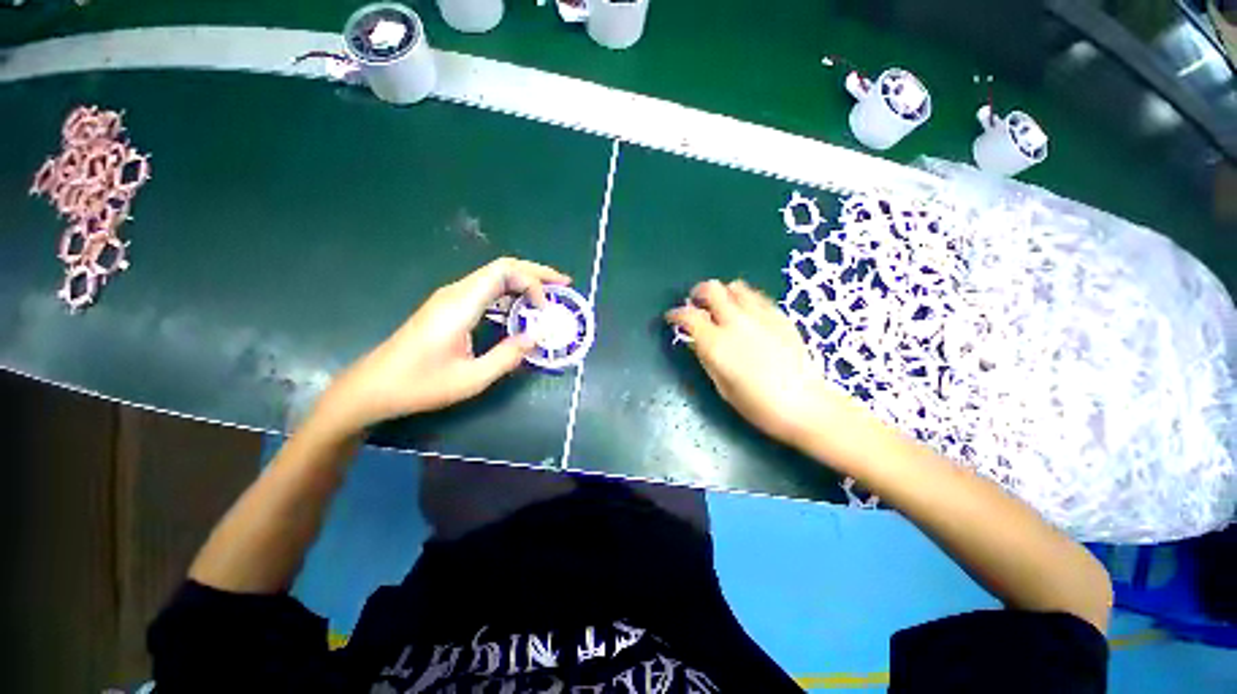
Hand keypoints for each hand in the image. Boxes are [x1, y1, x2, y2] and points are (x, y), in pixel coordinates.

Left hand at [316, 258, 570, 435]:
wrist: (373, 386)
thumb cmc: (421, 384)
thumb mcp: (472, 378)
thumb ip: (508, 356)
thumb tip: (537, 337)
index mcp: (460, 304)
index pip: (503, 272)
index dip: (531, 283)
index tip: (544, 309)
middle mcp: (456, 292)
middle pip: (502, 267)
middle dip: (536, 273)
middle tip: (563, 283)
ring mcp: (450, 297)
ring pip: (494, 276)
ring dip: (523, 281)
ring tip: (548, 294)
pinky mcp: (448, 306)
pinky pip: (486, 289)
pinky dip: (509, 292)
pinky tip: (521, 306)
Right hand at [666, 279, 847, 445]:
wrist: (804, 405)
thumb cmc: (757, 404)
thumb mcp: (721, 386)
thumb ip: (706, 357)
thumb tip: (695, 340)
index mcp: (716, 343)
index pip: (688, 315)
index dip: (675, 314)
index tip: (672, 318)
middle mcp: (736, 322)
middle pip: (712, 289)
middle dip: (699, 293)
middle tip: (696, 304)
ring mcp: (760, 316)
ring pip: (736, 287)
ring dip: (723, 294)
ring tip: (722, 307)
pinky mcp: (780, 316)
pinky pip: (757, 297)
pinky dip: (745, 300)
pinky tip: (747, 314)